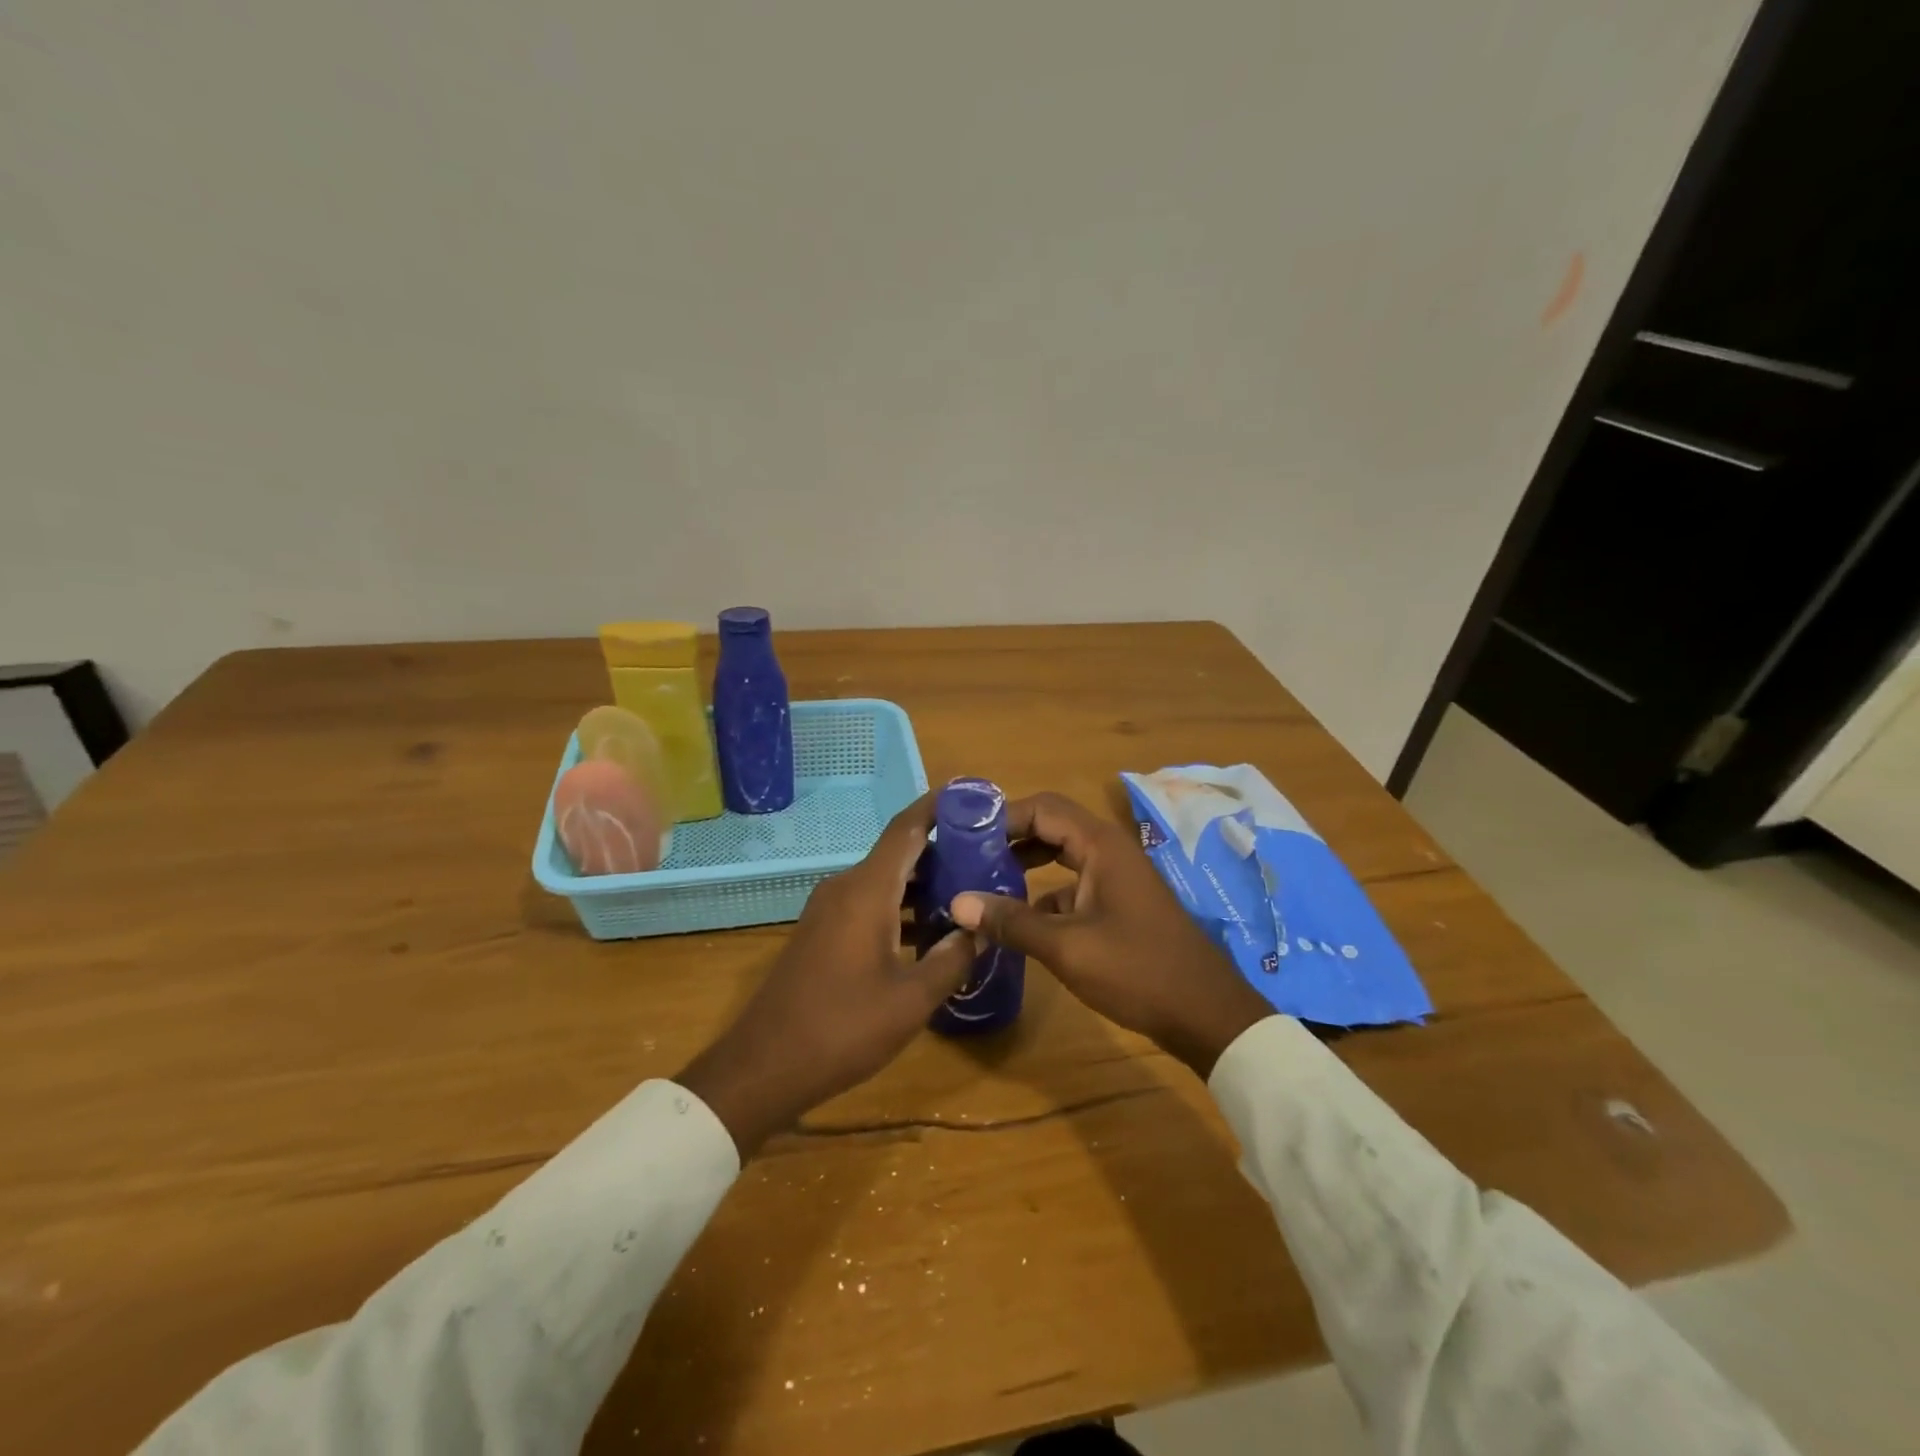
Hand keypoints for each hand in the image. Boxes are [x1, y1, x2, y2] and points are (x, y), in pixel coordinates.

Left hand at [677, 796, 972, 1155]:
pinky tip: (929, 933)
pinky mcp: (822, 932)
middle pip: (899, 853)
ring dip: (923, 884)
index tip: (974, 797)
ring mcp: (829, 910)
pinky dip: (901, 907)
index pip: (907, 829)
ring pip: (885, 881)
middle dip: (943, 851)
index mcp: (866, 890)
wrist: (764, 1066)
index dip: (939, 808)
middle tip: (988, 857)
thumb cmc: (842, 1028)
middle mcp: (845, 887)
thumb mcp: (911, 1000)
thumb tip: (979, 930)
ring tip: (969, 893)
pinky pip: (869, 903)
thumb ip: (952, 959)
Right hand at [950, 792, 1272, 1076]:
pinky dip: (1043, 893)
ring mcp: (1116, 876)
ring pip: (1061, 855)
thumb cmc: (1138, 970)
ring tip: (983, 882)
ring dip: (1025, 863)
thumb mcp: (1067, 948)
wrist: (1206, 1013)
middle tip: (966, 856)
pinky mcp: (1118, 903)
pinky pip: (1073, 884)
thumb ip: (1012, 922)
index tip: (962, 835)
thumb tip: (957, 902)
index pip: (1041, 808)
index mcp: (1100, 845)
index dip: (1001, 817)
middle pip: (1050, 825)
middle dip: (1009, 837)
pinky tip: (1017, 920)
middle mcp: (1109, 850)